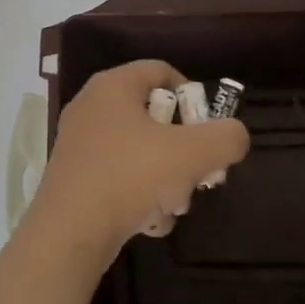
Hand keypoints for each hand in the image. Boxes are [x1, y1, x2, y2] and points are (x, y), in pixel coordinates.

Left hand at [27, 60, 248, 258]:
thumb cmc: (130, 177)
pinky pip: (120, 178)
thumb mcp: (192, 153)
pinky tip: (149, 222)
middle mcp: (92, 107)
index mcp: (113, 86)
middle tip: (199, 174)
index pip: (162, 71)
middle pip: (154, 117)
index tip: (208, 127)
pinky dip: (140, 197)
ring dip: (166, 180)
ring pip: (140, 153)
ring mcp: (80, 143)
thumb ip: (225, 138)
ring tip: (174, 206)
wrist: (69, 232)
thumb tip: (234, 136)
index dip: (192, 95)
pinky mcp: (75, 177)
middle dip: (183, 149)